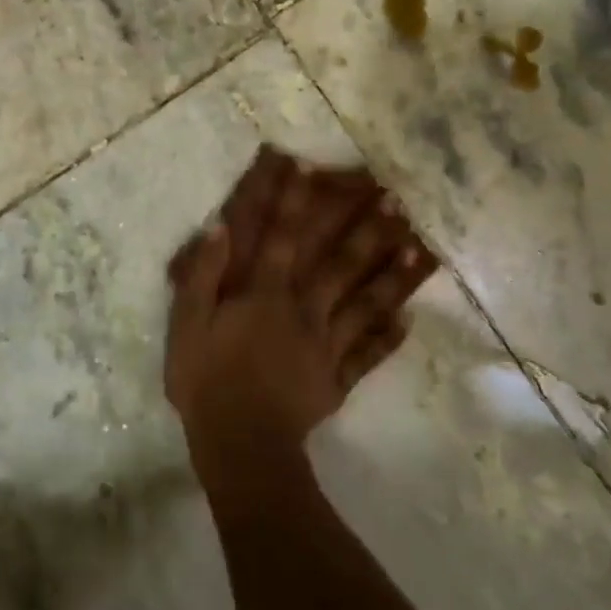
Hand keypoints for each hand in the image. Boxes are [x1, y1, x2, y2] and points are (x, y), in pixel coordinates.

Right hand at [165, 160, 427, 479]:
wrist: (239, 444)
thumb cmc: (206, 380)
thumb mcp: (188, 323)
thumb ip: (203, 274)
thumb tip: (220, 226)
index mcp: (266, 294)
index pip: (282, 237)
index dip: (294, 200)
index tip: (311, 165)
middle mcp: (304, 310)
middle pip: (341, 264)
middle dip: (367, 229)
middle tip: (397, 200)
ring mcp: (326, 345)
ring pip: (365, 304)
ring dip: (393, 276)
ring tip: (422, 250)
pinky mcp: (337, 379)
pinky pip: (367, 355)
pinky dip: (388, 338)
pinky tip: (409, 321)